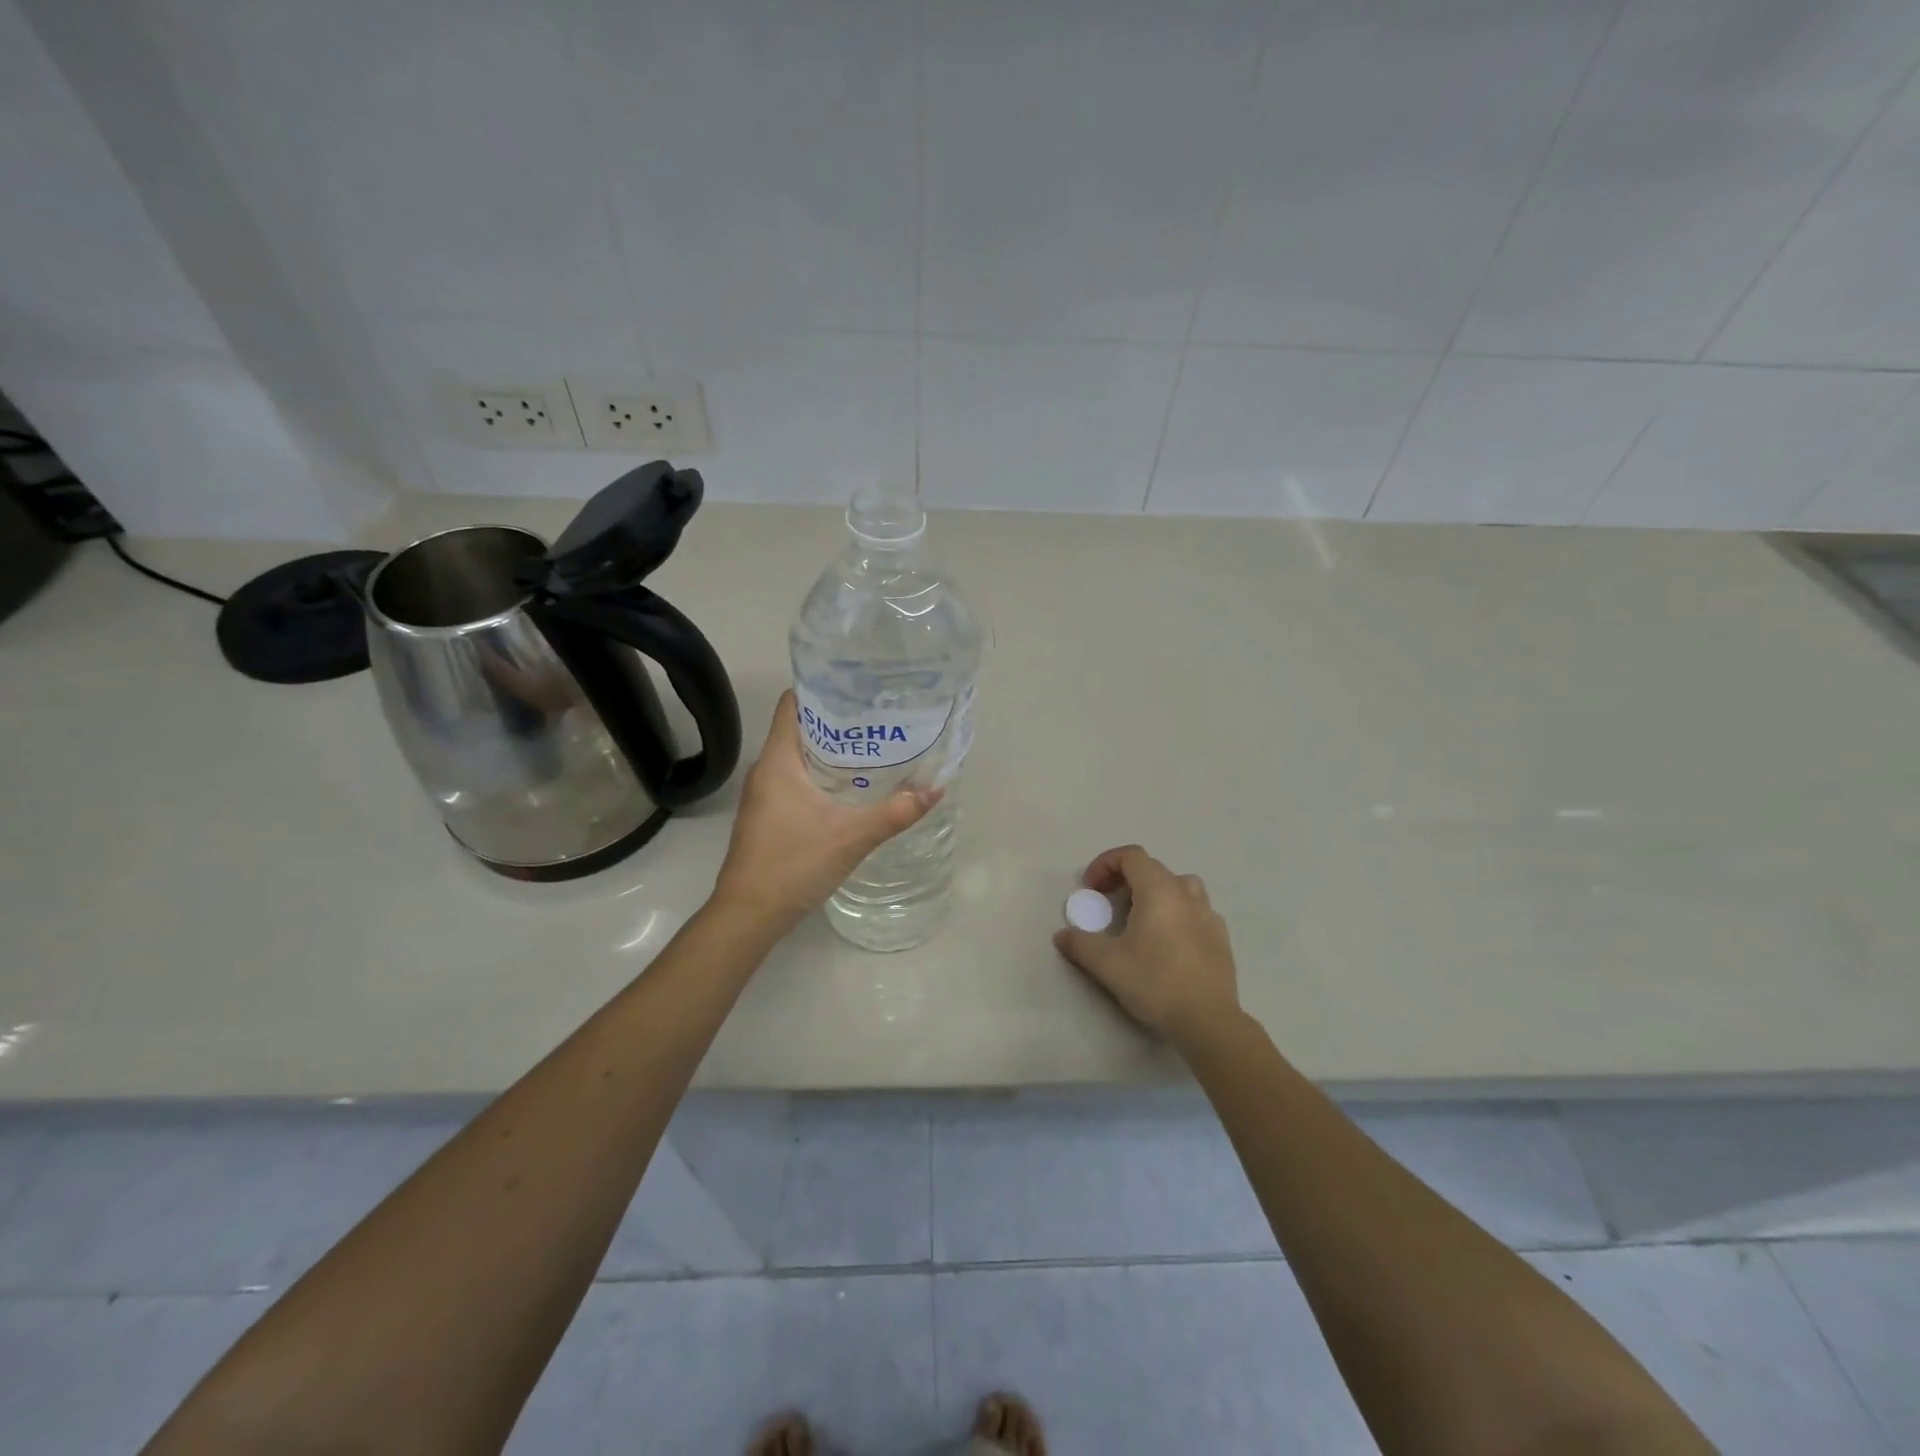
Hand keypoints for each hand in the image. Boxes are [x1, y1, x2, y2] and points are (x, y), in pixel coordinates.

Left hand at [712, 692, 940, 932]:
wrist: (749, 914)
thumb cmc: (794, 864)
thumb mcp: (853, 837)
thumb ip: (896, 812)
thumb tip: (935, 790)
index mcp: (778, 761)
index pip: (793, 704)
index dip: (822, 689)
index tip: (858, 689)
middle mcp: (766, 770)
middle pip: (800, 728)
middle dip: (838, 721)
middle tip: (879, 718)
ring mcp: (764, 794)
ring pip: (799, 756)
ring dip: (831, 751)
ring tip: (872, 747)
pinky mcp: (767, 814)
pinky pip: (796, 779)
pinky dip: (821, 775)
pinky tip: (851, 787)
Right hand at [1053, 845, 1241, 1043]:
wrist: (1207, 1021)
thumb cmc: (1154, 982)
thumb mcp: (1107, 963)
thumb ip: (1080, 943)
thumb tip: (1062, 935)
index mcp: (1159, 890)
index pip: (1131, 856)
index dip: (1106, 864)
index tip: (1091, 888)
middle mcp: (1186, 894)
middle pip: (1154, 869)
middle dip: (1126, 879)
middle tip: (1109, 903)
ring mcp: (1209, 915)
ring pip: (1180, 887)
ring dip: (1156, 893)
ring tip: (1141, 918)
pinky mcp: (1221, 938)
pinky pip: (1196, 911)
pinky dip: (1177, 914)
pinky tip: (1168, 942)